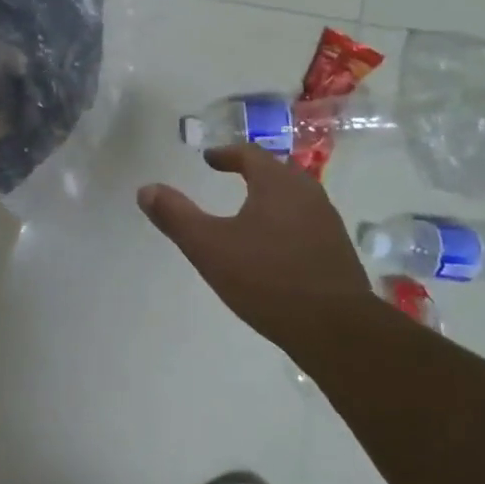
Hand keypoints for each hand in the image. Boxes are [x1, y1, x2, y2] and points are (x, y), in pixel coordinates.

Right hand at [137, 145, 370, 347]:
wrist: (335, 329)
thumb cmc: (266, 278)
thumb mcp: (208, 246)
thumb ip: (176, 216)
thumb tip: (146, 189)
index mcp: (277, 184)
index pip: (250, 154)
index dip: (226, 154)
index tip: (209, 160)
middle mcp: (307, 194)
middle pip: (277, 171)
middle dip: (252, 171)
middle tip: (230, 177)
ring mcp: (328, 223)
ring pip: (294, 197)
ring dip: (271, 197)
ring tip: (249, 211)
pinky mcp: (338, 252)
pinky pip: (306, 222)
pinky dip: (285, 221)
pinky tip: (274, 246)